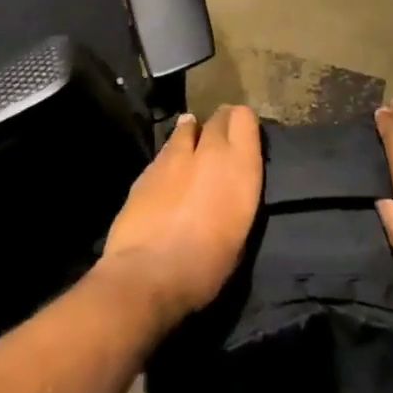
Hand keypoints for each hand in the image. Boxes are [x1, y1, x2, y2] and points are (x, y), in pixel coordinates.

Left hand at [96, 105, 261, 329]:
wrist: (148, 275)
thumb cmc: (206, 265)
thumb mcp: (240, 231)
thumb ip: (237, 193)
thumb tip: (230, 185)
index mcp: (240, 165)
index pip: (245, 117)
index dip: (243, 123)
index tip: (242, 135)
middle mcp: (210, 151)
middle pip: (218, 117)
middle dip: (220, 124)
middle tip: (219, 141)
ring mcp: (175, 156)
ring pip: (187, 127)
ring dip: (192, 133)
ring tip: (191, 145)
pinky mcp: (148, 168)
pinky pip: (165, 150)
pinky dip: (170, 155)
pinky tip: (168, 171)